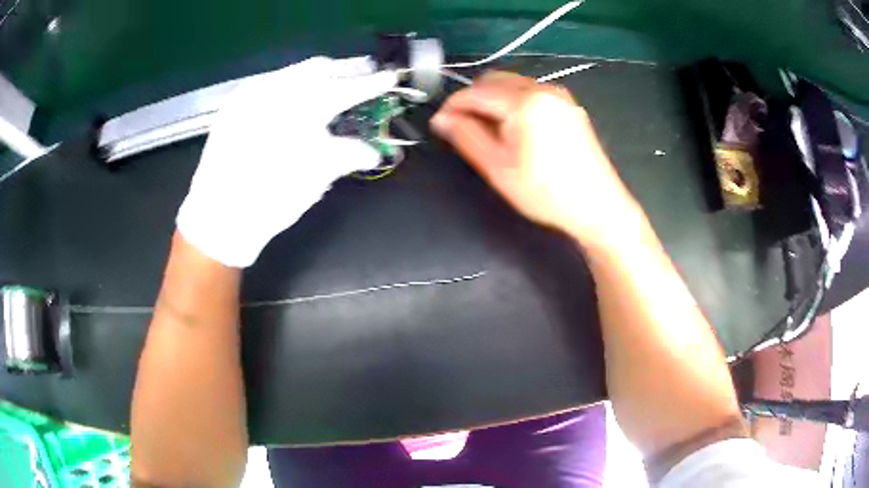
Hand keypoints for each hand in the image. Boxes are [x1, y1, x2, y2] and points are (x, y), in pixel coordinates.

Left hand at [177, 57, 396, 267]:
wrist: (219, 217)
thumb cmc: (272, 199)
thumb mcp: (318, 177)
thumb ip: (350, 154)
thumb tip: (373, 151)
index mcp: (303, 107)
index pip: (348, 87)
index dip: (372, 83)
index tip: (389, 79)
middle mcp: (275, 89)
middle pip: (318, 68)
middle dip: (342, 72)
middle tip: (359, 80)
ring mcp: (250, 94)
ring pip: (291, 73)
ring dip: (314, 79)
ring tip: (326, 93)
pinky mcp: (233, 105)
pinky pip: (267, 85)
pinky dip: (287, 89)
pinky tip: (290, 106)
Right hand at [431, 72, 638, 248]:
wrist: (597, 207)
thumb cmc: (545, 191)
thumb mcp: (497, 167)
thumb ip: (465, 136)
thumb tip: (441, 119)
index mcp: (524, 101)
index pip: (475, 93)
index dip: (452, 106)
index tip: (438, 124)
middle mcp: (542, 88)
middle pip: (494, 81)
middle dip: (473, 100)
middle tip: (461, 128)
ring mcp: (559, 96)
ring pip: (512, 85)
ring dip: (493, 100)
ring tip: (487, 131)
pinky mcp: (569, 106)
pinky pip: (531, 93)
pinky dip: (513, 103)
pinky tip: (514, 129)